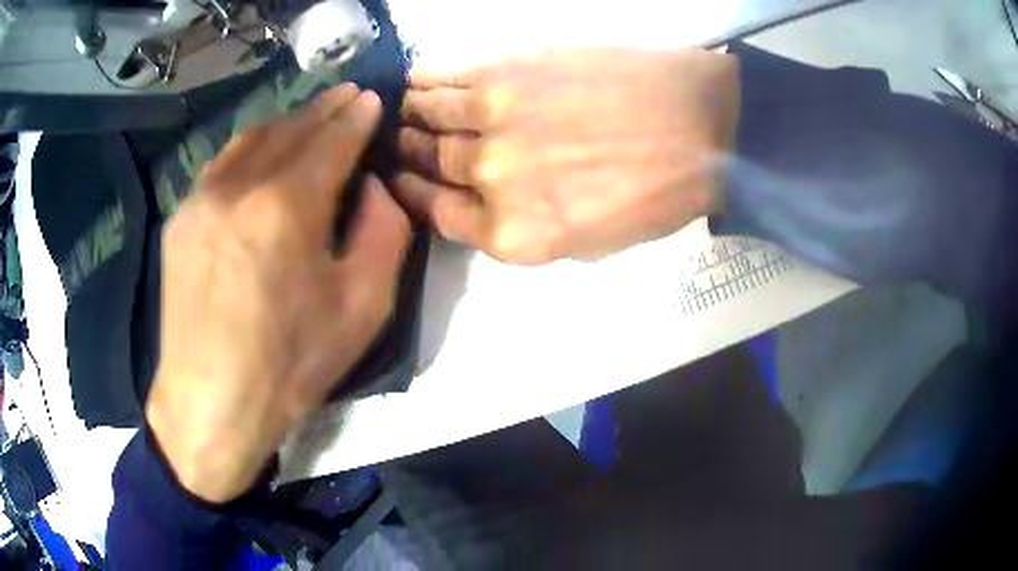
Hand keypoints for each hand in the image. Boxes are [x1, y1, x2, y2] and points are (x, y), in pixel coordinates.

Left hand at [146, 85, 410, 503]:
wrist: (211, 405)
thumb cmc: (290, 365)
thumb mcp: (363, 308)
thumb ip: (384, 233)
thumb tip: (375, 186)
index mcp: (285, 207)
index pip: (332, 140)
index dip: (357, 117)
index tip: (372, 99)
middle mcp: (238, 186)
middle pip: (291, 128)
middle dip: (325, 109)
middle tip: (348, 96)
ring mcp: (200, 199)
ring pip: (252, 138)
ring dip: (288, 122)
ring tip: (310, 119)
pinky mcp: (180, 219)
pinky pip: (221, 165)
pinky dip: (251, 148)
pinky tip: (263, 155)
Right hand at [392, 48, 739, 263]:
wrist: (699, 126)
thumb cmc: (656, 194)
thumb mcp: (591, 244)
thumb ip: (524, 230)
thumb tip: (480, 205)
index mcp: (513, 234)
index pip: (436, 214)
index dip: (414, 195)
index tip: (404, 181)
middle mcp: (490, 177)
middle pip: (428, 162)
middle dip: (411, 154)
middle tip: (407, 142)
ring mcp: (493, 117)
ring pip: (426, 114)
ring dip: (412, 114)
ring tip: (410, 109)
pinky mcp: (506, 69)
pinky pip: (443, 76)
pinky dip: (423, 80)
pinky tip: (418, 82)